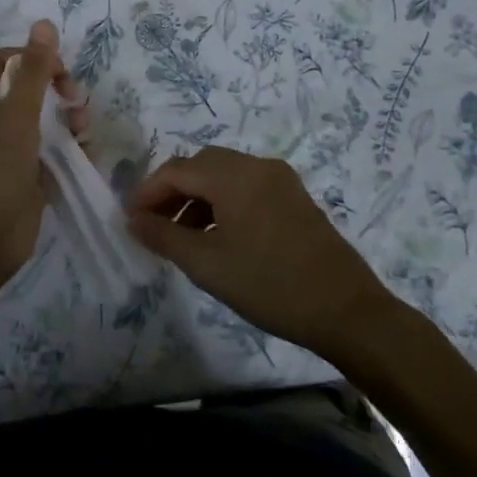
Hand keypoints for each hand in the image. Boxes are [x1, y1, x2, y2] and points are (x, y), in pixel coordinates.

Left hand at [0, 20, 86, 291]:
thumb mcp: (16, 116)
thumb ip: (34, 72)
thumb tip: (44, 23)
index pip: (7, 62)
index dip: (36, 60)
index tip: (62, 74)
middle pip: (30, 89)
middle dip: (58, 92)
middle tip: (78, 103)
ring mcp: (8, 151)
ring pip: (45, 120)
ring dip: (69, 120)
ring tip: (83, 134)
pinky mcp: (26, 175)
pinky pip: (52, 150)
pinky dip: (70, 148)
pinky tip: (86, 154)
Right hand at [127, 146, 399, 358]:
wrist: (346, 310)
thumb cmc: (270, 285)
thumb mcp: (207, 265)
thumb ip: (163, 236)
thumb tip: (132, 219)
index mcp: (234, 175)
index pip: (176, 170)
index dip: (148, 192)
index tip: (130, 220)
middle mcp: (257, 166)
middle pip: (201, 165)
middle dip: (172, 191)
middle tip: (154, 225)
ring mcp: (280, 179)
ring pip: (224, 175)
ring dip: (198, 197)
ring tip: (183, 236)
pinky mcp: (295, 197)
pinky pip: (247, 186)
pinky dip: (223, 202)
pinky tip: (219, 236)